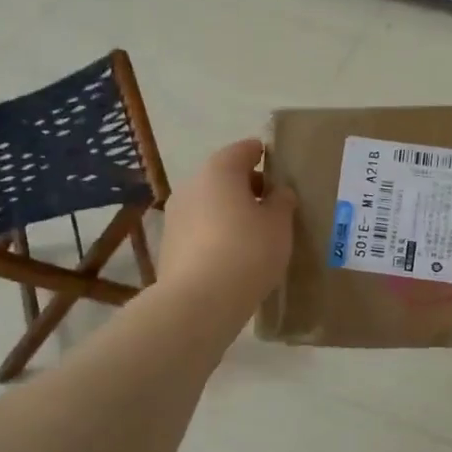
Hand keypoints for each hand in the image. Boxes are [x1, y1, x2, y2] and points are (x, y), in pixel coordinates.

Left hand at [156, 139, 296, 321]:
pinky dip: (217, 233)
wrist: (198, 302)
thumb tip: (278, 192)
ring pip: (210, 204)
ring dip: (230, 211)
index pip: (244, 150)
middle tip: (272, 205)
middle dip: (247, 186)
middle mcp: (192, 185)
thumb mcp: (279, 225)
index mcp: (219, 170)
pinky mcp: (170, 245)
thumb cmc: (247, 252)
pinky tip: (234, 254)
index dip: (263, 155)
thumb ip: (282, 202)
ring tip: (256, 233)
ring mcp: (176, 215)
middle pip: (224, 176)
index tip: (279, 168)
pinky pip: (200, 229)